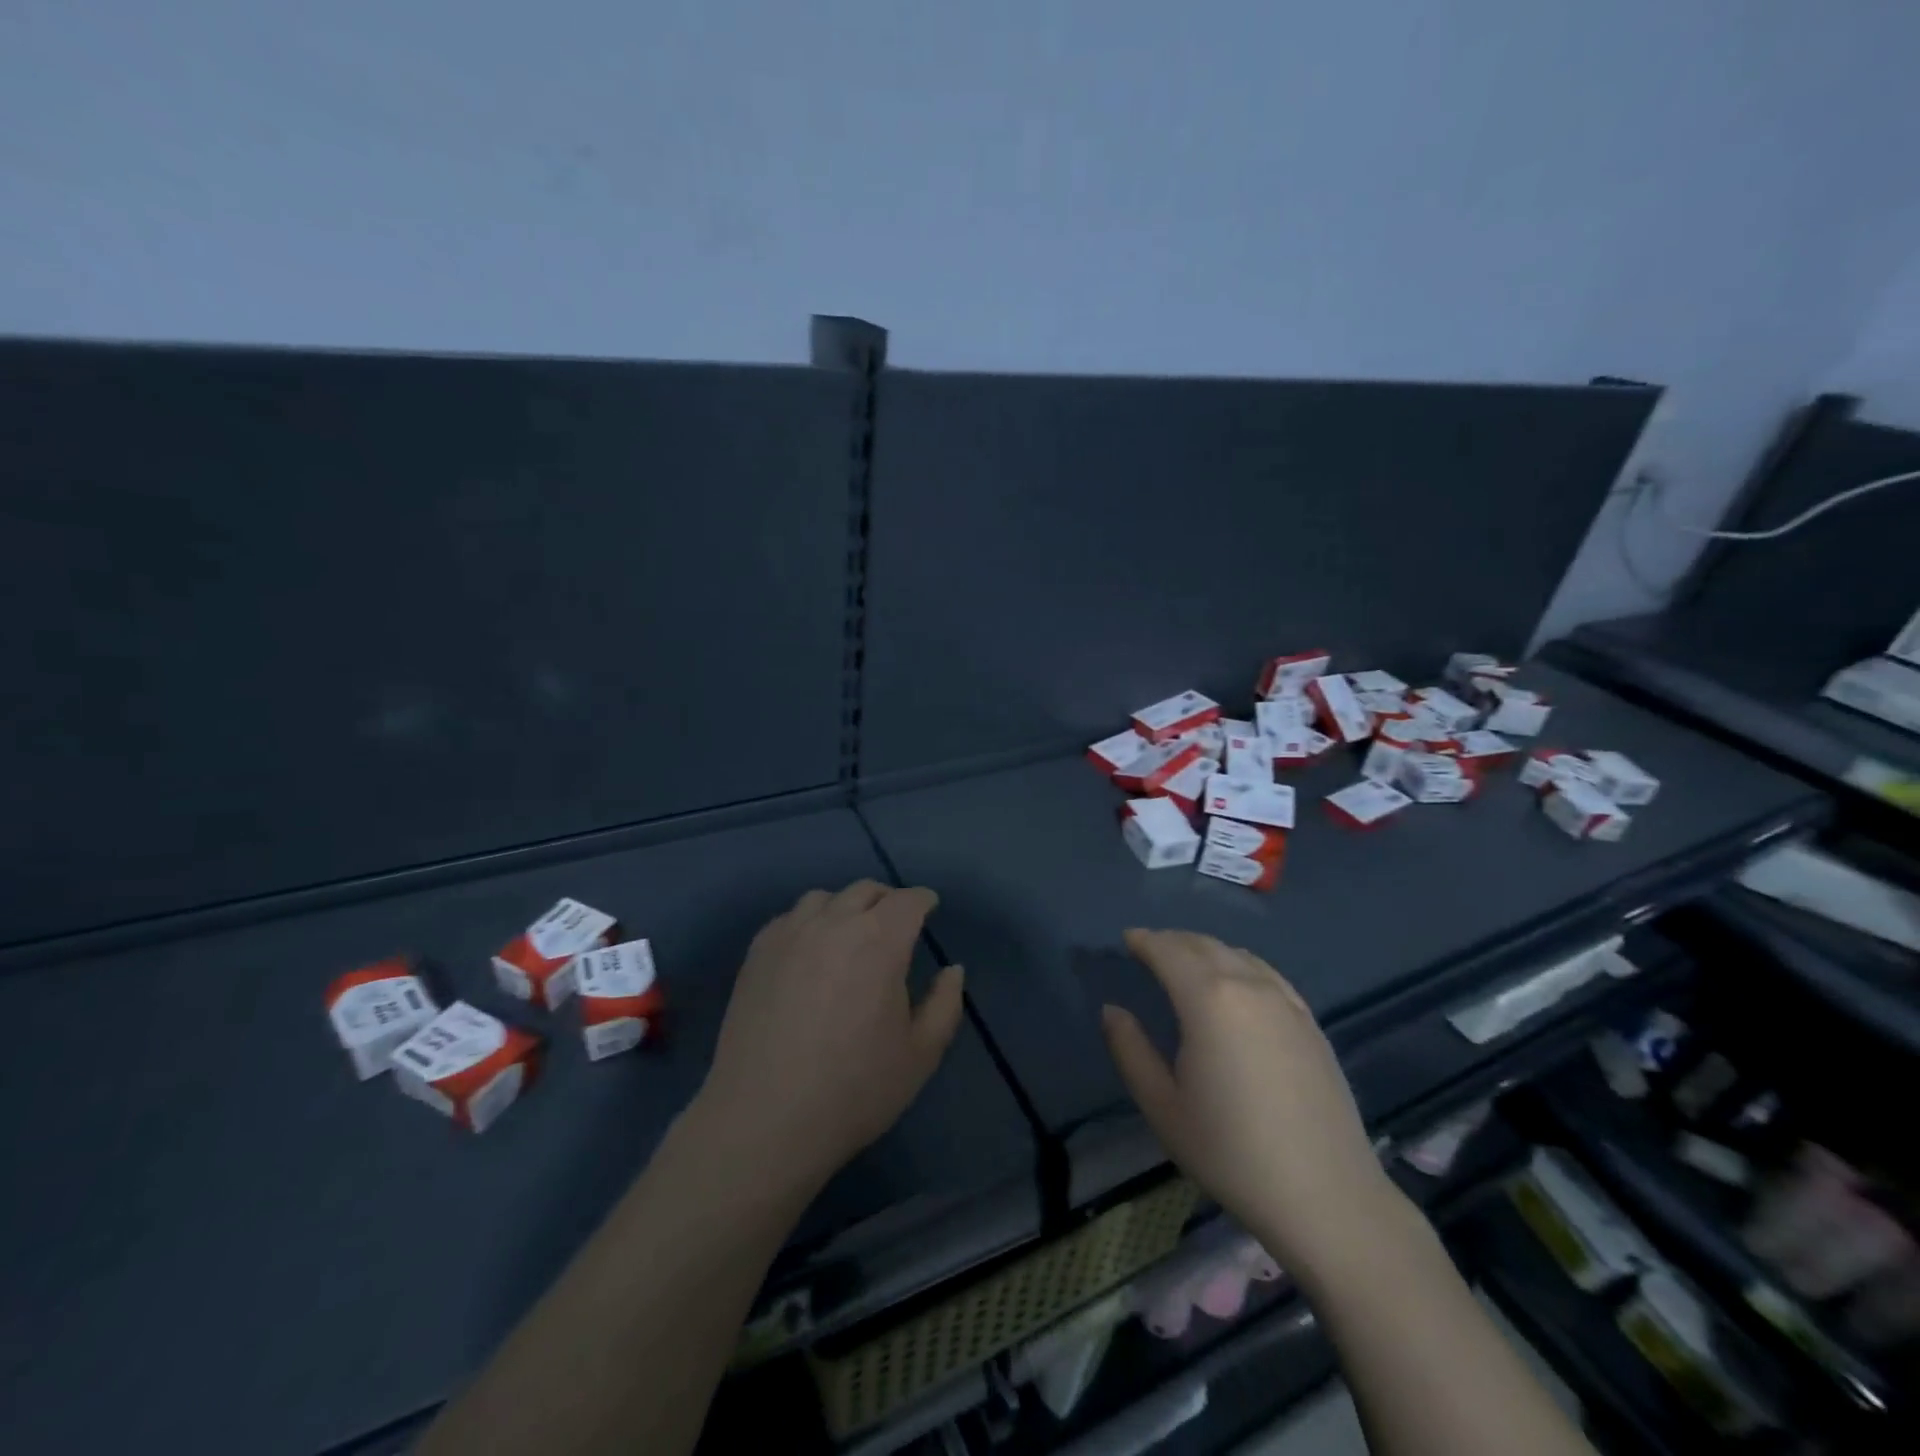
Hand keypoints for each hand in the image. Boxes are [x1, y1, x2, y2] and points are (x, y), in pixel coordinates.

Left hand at [694, 881, 964, 1195]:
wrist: (764, 1120)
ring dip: (845, 906)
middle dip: (887, 900)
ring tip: (850, 933)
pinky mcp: (757, 953)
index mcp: (880, 941)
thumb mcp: (920, 1054)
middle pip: (866, 890)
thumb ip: (945, 1004)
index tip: (930, 909)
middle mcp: (834, 923)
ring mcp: (790, 934)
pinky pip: (790, 918)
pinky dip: (809, 922)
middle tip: (895, 923)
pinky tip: (810, 951)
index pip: (908, 901)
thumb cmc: (854, 1089)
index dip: (923, 901)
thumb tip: (952, 970)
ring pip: (824, 898)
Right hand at [1100, 930, 1403, 1276]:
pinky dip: (1240, 964)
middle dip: (1172, 940)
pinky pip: (1266, 973)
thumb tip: (1112, 1010)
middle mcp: (1248, 986)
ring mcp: (1285, 1001)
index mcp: (1208, 999)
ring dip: (1205, 949)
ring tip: (1186, 962)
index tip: (1127, 939)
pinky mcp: (1309, 1021)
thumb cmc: (1231, 1152)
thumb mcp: (1163, 1106)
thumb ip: (1130, 1050)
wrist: (1326, 1196)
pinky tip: (1237, 981)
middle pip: (1204, 945)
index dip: (1145, 941)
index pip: (1169, 951)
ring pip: (1237, 954)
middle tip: (1150, 948)